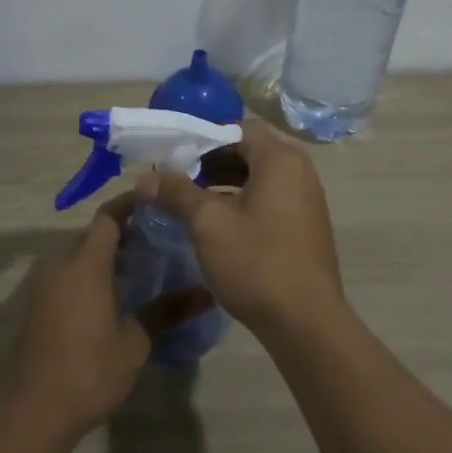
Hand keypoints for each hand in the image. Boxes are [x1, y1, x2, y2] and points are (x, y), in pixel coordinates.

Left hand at [7, 193, 213, 435]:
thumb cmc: (89, 369)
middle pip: (94, 236)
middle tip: (159, 242)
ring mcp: (44, 286)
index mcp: (86, 263)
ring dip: (106, 258)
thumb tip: (205, 294)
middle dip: (124, 234)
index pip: (109, 216)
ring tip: (142, 270)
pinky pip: (68, 278)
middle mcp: (61, 265)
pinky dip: (90, 277)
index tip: (157, 203)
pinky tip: (114, 298)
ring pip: (80, 258)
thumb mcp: (135, 342)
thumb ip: (167, 311)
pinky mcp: (37, 308)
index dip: (131, 205)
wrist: (31, 412)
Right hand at [137, 120, 343, 335]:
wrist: (306, 323)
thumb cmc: (256, 262)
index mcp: (281, 159)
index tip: (173, 156)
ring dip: (224, 184)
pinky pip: (269, 200)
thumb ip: (177, 193)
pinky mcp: (306, 226)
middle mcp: (299, 171)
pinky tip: (217, 226)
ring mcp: (306, 200)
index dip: (203, 138)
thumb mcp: (208, 224)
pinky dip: (242, 203)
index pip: (238, 129)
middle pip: (248, 152)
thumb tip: (145, 178)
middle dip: (210, 162)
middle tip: (176, 179)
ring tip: (190, 203)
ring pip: (258, 178)